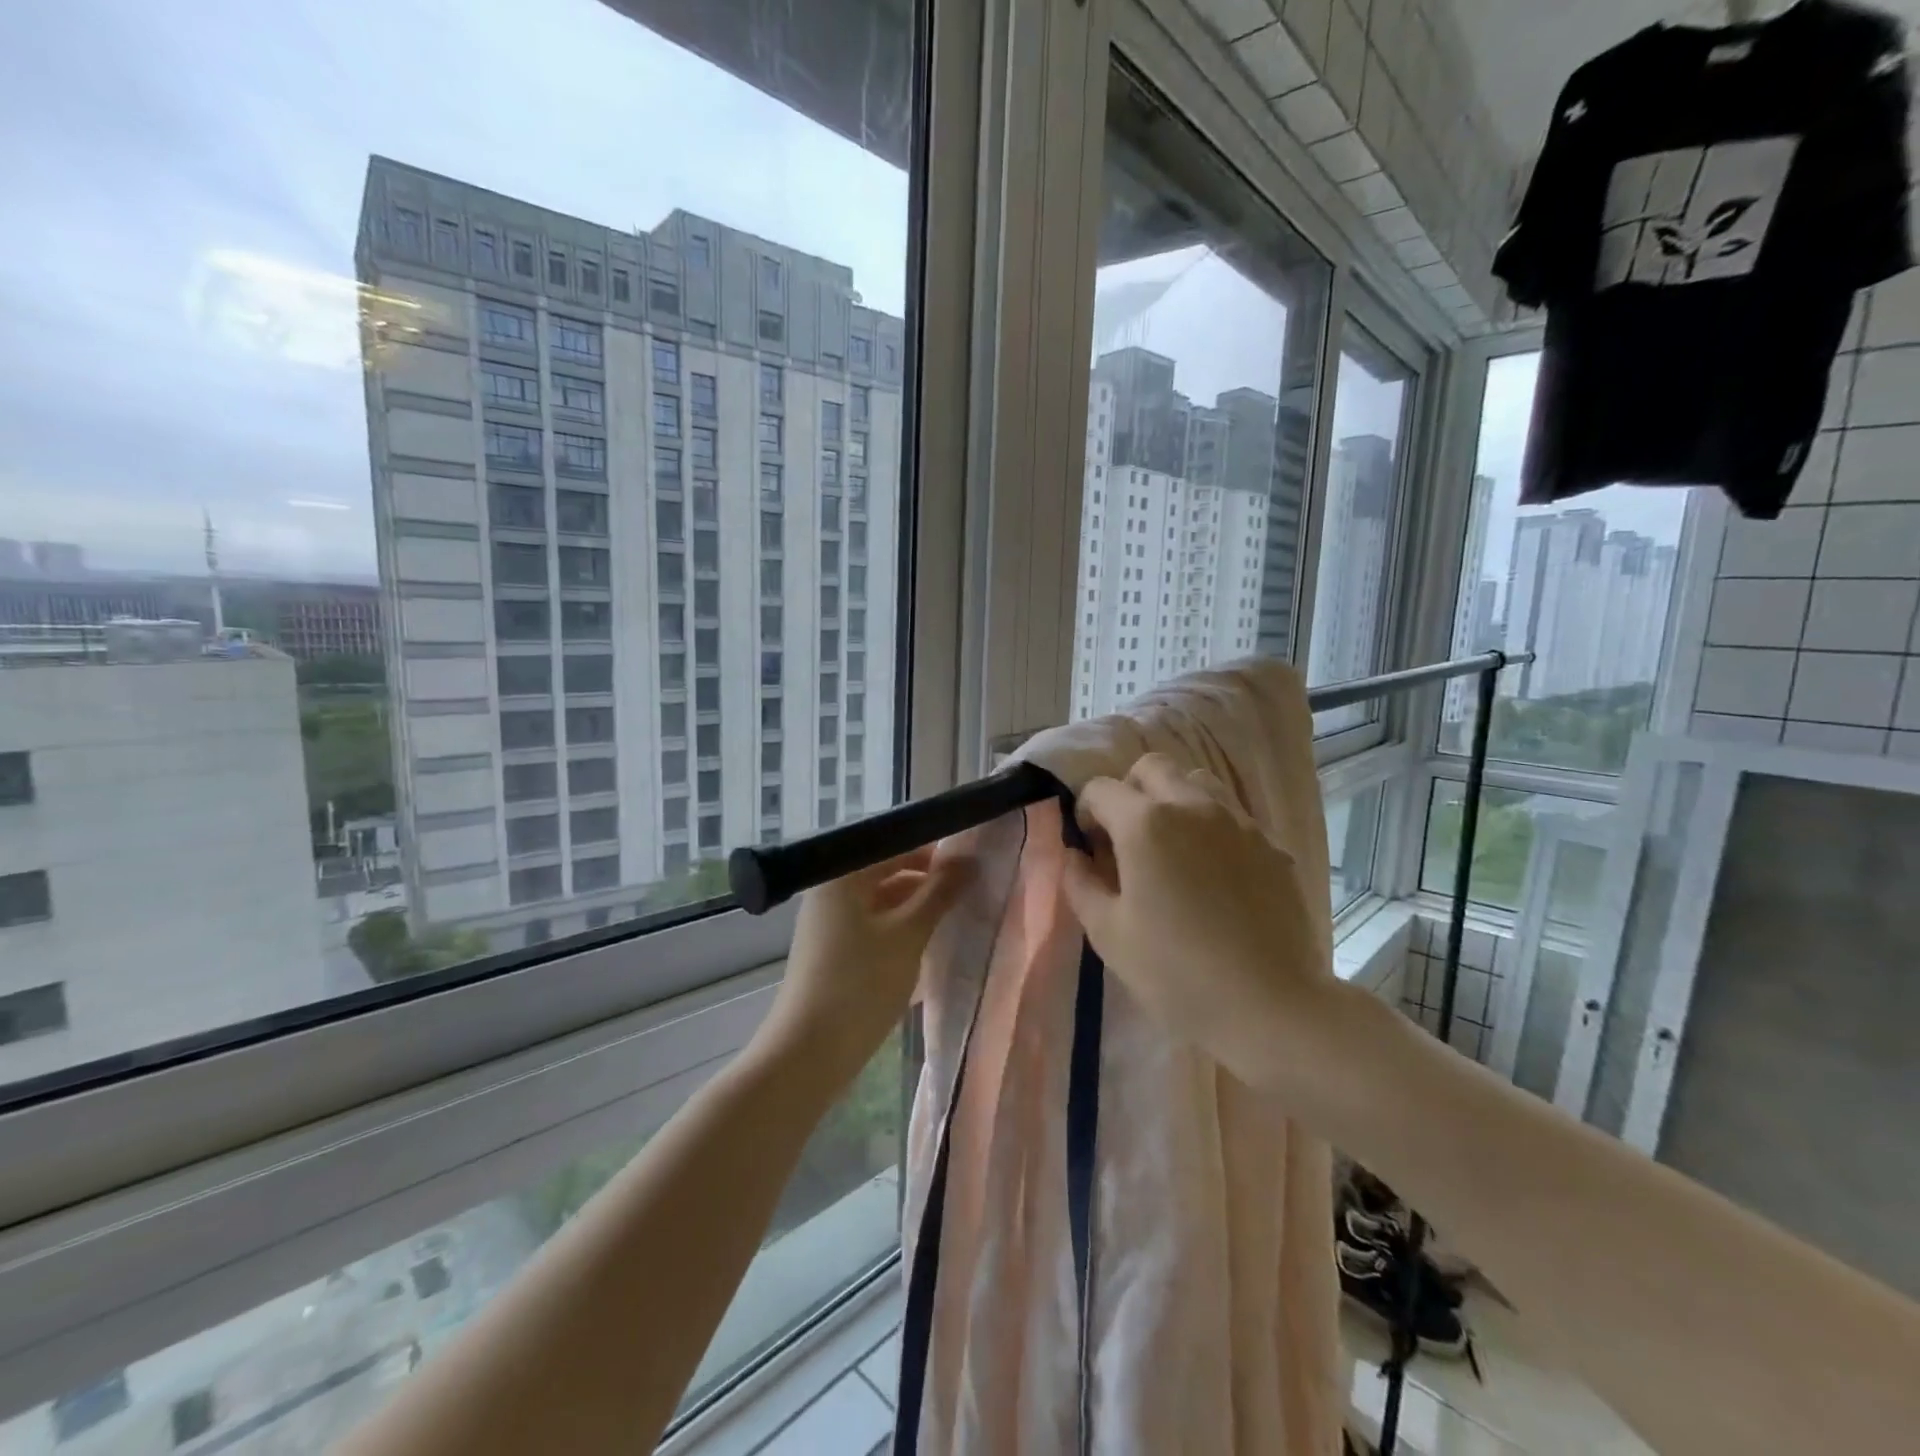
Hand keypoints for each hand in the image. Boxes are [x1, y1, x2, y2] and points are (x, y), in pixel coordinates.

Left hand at [760, 846, 973, 1085]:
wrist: (809, 1055)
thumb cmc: (860, 985)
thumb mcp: (908, 935)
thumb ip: (939, 893)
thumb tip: (968, 860)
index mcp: (843, 876)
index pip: (895, 844)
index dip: (934, 850)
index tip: (972, 861)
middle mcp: (832, 891)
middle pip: (888, 871)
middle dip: (928, 880)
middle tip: (972, 889)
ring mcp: (831, 923)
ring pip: (884, 901)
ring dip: (919, 906)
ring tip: (959, 915)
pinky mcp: (836, 951)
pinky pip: (876, 926)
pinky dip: (903, 929)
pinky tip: (932, 942)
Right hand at [1061, 754, 1344, 1091]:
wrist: (1271, 1006)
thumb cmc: (1176, 973)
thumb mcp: (1108, 934)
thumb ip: (1080, 883)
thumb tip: (1074, 855)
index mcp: (1145, 824)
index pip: (1101, 788)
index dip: (1085, 812)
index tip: (1090, 848)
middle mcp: (1193, 806)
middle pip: (1152, 768)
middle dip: (1130, 792)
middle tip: (1127, 839)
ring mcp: (1238, 822)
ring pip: (1197, 782)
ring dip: (1174, 800)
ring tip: (1172, 848)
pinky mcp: (1271, 845)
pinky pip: (1232, 815)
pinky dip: (1211, 826)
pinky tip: (1213, 874)